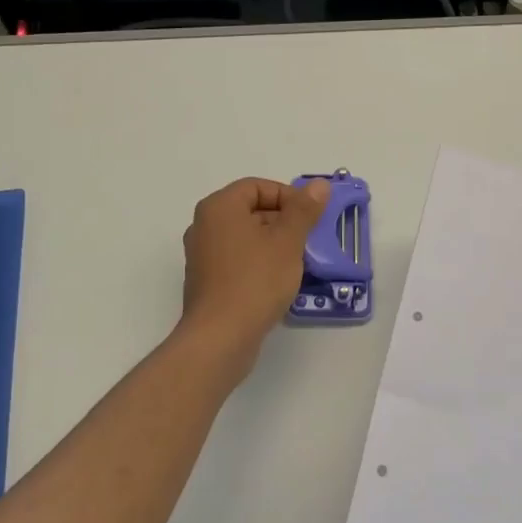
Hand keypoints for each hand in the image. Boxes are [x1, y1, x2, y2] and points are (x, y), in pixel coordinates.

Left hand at [179, 177, 330, 361]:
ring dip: (274, 244)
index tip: (310, 217)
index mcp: (219, 207)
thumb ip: (304, 210)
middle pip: (250, 210)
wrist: (220, 337)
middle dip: (283, 221)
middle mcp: (204, 226)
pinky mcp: (207, 281)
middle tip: (309, 240)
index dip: (287, 196)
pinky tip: (279, 282)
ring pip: (246, 237)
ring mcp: (202, 255)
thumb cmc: (255, 281)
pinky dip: (259, 263)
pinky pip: (238, 260)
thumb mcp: (288, 241)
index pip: (257, 186)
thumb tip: (318, 185)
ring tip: (298, 262)